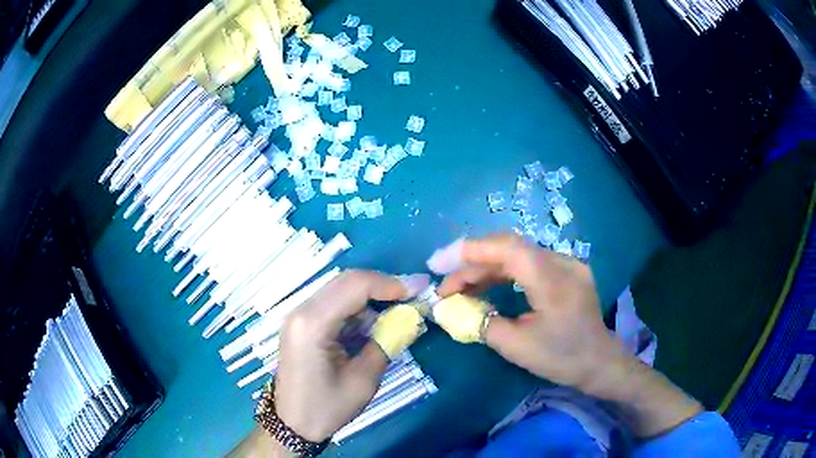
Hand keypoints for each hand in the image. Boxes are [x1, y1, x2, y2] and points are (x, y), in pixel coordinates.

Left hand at [273, 270, 427, 442]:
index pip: (354, 285)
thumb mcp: (364, 379)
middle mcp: (301, 311)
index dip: (389, 283)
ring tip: (396, 315)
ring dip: (370, 299)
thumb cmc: (327, 407)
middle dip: (382, 287)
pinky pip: (333, 305)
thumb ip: (387, 342)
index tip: (418, 290)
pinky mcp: (302, 324)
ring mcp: (298, 316)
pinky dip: (357, 310)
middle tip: (412, 297)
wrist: (293, 424)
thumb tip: (410, 317)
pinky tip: (372, 327)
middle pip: (346, 282)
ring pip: (340, 291)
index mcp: (312, 324)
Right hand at [429, 234, 701, 436]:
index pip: (507, 248)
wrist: (600, 362)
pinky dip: (503, 272)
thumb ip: (481, 322)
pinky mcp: (566, 270)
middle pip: (509, 249)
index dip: (469, 250)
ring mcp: (566, 263)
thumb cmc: (561, 358)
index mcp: (553, 280)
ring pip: (517, 255)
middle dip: (471, 263)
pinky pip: (528, 263)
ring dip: (486, 268)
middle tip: (445, 285)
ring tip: (459, 288)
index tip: (438, 264)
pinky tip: (487, 285)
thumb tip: (451, 308)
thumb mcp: (517, 347)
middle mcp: (562, 261)